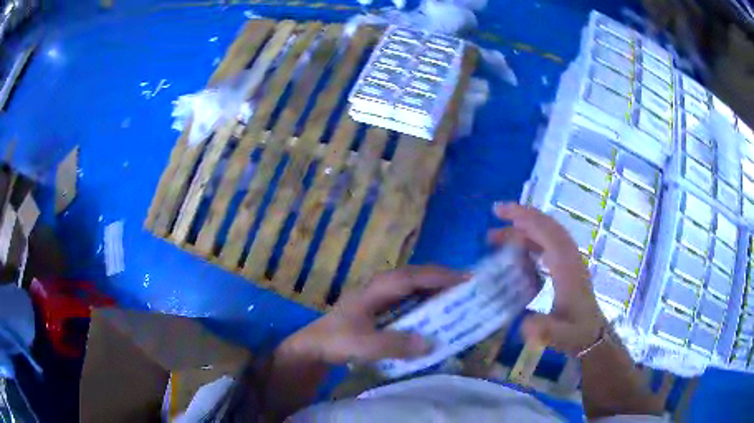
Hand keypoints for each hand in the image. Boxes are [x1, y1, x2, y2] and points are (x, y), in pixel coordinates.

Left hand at [279, 266, 468, 363]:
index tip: (466, 279)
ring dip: (434, 289)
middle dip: (442, 279)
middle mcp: (380, 287)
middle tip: (469, 287)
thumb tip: (431, 343)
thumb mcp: (364, 345)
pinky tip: (434, 313)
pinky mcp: (379, 308)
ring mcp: (379, 296)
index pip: (414, 276)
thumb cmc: (336, 341)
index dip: (440, 276)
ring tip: (457, 297)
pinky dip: (424, 301)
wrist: (313, 346)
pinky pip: (408, 299)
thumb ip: (395, 345)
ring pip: (413, 286)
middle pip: (416, 276)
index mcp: (377, 289)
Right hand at [489, 202, 606, 355]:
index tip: (500, 212)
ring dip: (523, 229)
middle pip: (547, 226)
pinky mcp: (566, 266)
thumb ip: (546, 330)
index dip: (525, 219)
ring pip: (547, 233)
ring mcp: (569, 260)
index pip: (547, 233)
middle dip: (521, 216)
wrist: (592, 334)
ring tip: (497, 237)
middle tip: (495, 214)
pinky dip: (531, 240)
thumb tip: (524, 324)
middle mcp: (569, 257)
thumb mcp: (561, 335)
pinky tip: (517, 251)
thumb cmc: (576, 332)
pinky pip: (548, 244)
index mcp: (567, 267)